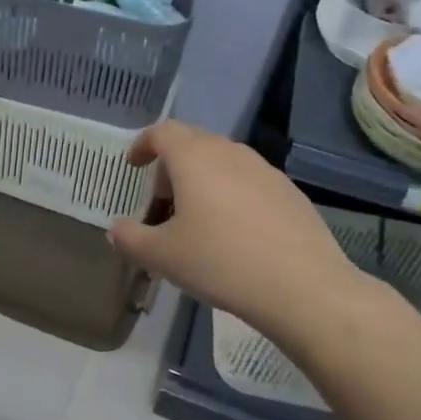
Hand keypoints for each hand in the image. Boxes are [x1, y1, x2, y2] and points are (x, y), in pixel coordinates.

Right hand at [109, 121, 379, 341]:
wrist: (303, 287)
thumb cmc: (221, 262)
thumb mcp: (162, 257)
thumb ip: (130, 239)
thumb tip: (117, 230)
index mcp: (195, 157)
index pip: (162, 131)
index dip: (143, 145)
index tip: (134, 166)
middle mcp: (230, 153)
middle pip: (193, 144)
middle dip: (171, 168)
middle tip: (160, 203)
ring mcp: (265, 170)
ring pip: (223, 163)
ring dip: (202, 182)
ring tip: (196, 222)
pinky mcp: (290, 193)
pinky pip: (248, 183)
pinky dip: (230, 196)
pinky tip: (233, 234)